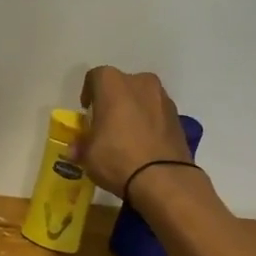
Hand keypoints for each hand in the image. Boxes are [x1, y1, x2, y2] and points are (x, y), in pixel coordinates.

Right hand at [77, 66, 195, 198]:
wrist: (163, 178)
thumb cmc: (117, 158)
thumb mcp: (88, 155)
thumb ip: (81, 145)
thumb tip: (77, 148)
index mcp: (113, 83)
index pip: (95, 77)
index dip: (88, 93)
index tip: (87, 113)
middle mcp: (140, 82)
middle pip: (121, 85)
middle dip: (113, 100)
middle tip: (106, 123)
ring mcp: (162, 98)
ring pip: (142, 98)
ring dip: (133, 110)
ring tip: (127, 135)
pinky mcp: (178, 116)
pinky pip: (156, 113)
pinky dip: (149, 122)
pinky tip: (144, 143)